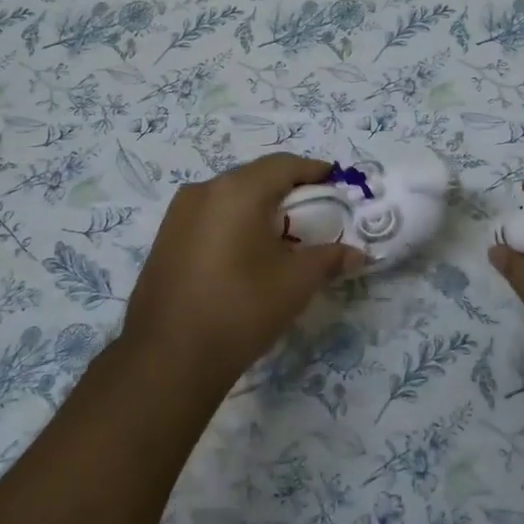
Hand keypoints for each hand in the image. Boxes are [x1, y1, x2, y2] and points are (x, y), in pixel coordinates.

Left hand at [122, 154, 363, 387]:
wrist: (168, 358)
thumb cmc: (240, 309)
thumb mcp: (296, 283)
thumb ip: (330, 258)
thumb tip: (358, 253)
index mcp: (238, 191)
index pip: (284, 165)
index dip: (314, 171)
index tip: (336, 185)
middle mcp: (204, 190)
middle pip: (255, 177)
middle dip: (287, 190)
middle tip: (313, 213)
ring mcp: (178, 213)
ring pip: (230, 195)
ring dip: (258, 206)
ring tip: (281, 236)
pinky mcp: (165, 238)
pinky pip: (209, 215)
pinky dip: (234, 222)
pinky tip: (246, 252)